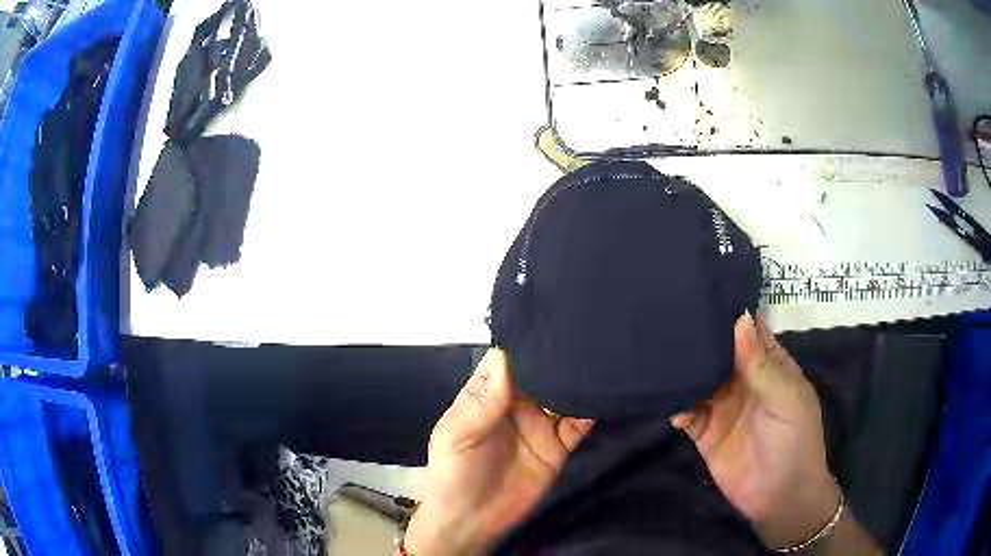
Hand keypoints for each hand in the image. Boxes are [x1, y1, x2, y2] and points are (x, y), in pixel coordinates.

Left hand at [405, 349, 593, 555]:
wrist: (472, 522)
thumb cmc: (453, 474)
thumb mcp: (456, 435)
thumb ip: (482, 402)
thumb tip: (504, 356)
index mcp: (487, 393)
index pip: (509, 357)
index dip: (526, 339)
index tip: (550, 318)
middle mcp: (517, 402)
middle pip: (542, 371)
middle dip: (559, 353)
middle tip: (585, 330)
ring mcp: (541, 423)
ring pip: (564, 392)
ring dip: (578, 378)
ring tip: (600, 354)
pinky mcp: (559, 445)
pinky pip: (579, 422)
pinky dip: (591, 409)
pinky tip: (604, 393)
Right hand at [671, 313, 841, 549]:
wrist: (780, 497)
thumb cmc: (795, 441)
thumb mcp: (786, 398)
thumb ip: (761, 364)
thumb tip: (740, 318)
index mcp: (769, 366)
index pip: (750, 331)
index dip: (732, 313)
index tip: (702, 290)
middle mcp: (744, 381)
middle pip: (720, 352)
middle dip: (700, 336)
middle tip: (670, 315)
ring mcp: (723, 407)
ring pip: (700, 379)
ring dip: (684, 369)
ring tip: (659, 351)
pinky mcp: (705, 433)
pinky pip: (687, 413)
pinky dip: (677, 405)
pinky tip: (666, 400)